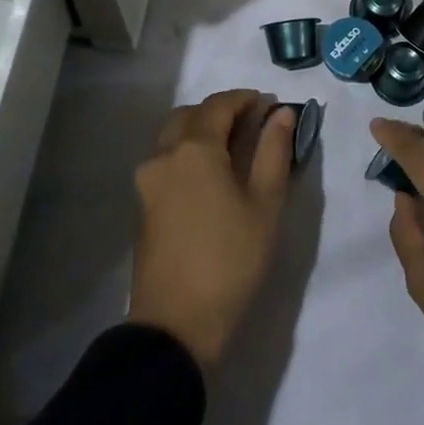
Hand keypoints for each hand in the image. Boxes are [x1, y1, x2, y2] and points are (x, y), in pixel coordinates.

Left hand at [129, 90, 294, 369]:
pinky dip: (189, 153)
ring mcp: (147, 179)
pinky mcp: (142, 203)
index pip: (220, 103)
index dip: (246, 99)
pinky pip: (167, 160)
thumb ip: (274, 151)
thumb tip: (281, 113)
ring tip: (235, 151)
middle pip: (191, 114)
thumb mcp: (265, 204)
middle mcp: (164, 153)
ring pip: (174, 136)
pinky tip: (212, 176)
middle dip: (222, 112)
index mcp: (194, 147)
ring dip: (202, 131)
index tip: (270, 106)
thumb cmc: (230, 260)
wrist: (176, 325)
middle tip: (253, 126)